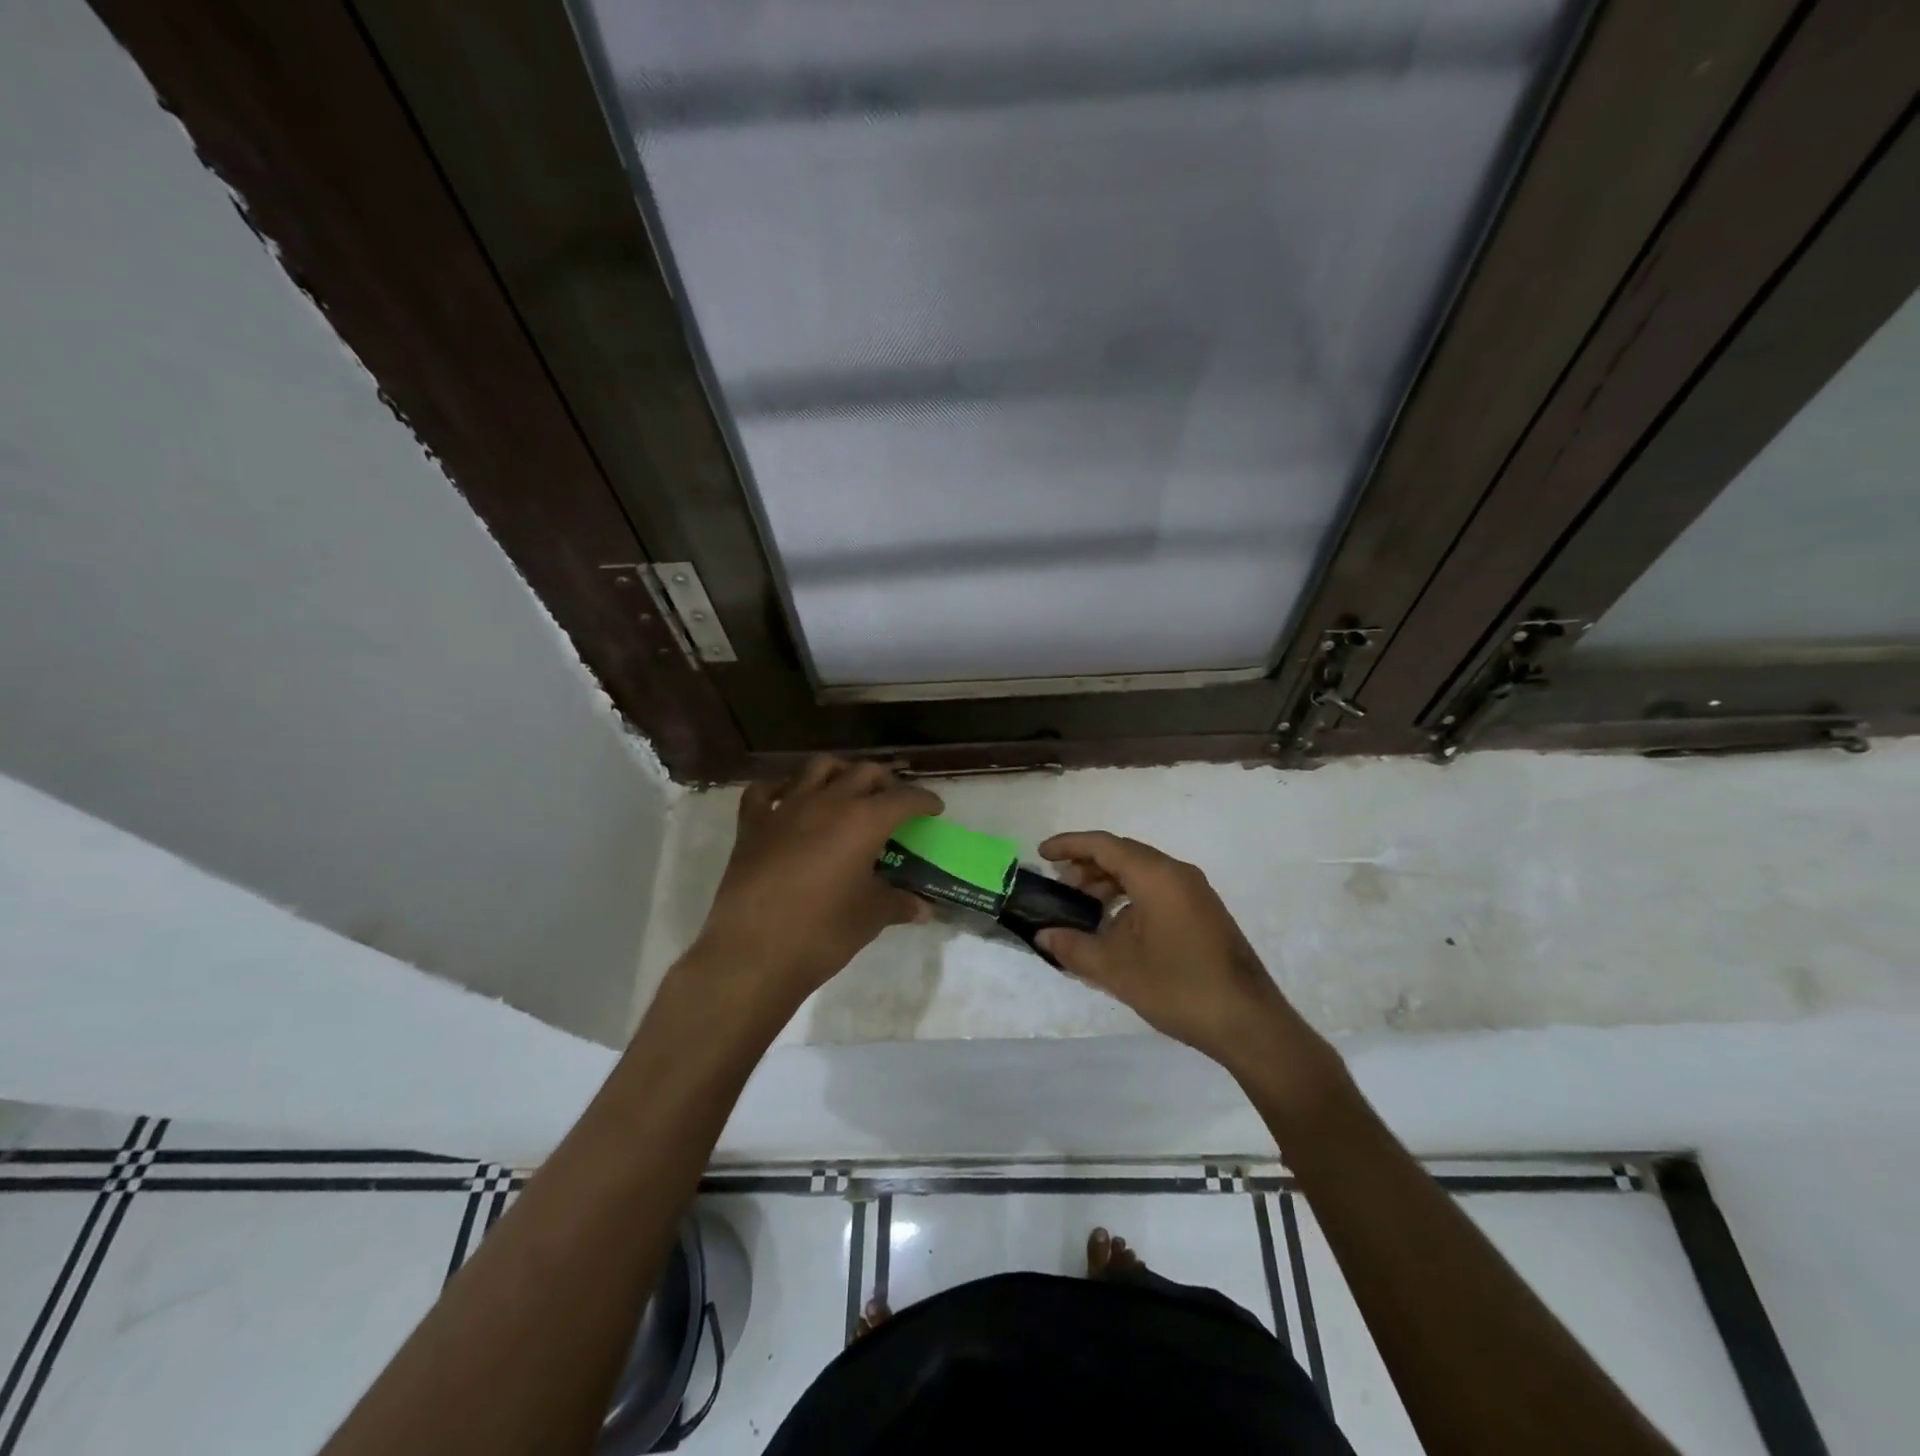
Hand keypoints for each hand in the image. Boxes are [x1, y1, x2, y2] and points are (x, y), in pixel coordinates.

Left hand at [690, 757, 941, 1008]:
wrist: (752, 953)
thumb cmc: (822, 933)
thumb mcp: (870, 917)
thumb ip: (898, 903)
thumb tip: (923, 908)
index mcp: (863, 821)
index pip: (904, 798)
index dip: (924, 801)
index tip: (934, 808)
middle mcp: (827, 802)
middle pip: (864, 772)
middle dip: (885, 782)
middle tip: (894, 802)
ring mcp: (786, 809)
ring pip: (818, 768)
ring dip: (840, 772)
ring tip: (848, 790)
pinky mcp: (752, 825)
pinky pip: (764, 792)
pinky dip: (780, 789)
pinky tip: (788, 799)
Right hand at [1037, 831, 1312, 1072]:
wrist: (1248, 1022)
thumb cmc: (1179, 987)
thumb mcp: (1117, 970)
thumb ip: (1074, 947)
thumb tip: (1043, 936)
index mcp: (1156, 876)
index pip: (1104, 845)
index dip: (1070, 845)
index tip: (1042, 854)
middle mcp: (1177, 873)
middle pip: (1123, 854)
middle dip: (1087, 866)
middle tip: (1059, 888)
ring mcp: (1194, 892)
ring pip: (1141, 872)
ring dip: (1108, 883)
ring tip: (1083, 909)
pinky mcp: (1202, 911)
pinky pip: (1157, 888)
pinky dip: (1129, 896)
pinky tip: (1115, 927)